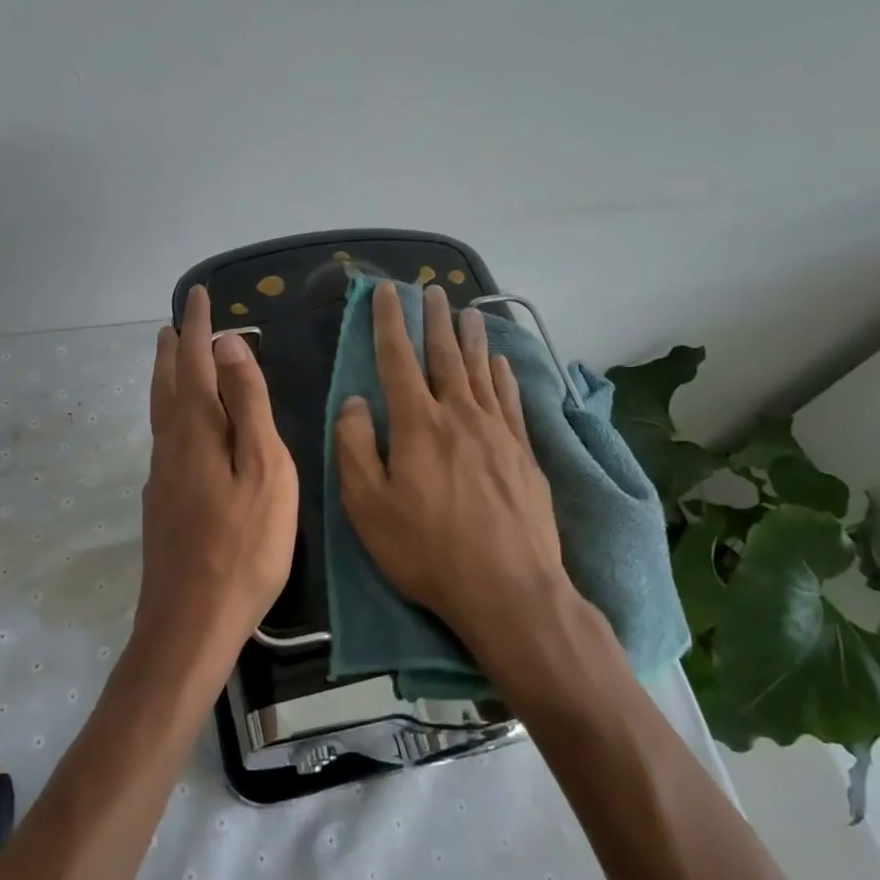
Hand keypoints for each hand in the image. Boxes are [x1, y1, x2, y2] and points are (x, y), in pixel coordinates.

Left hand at [137, 286, 298, 672]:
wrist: (190, 623)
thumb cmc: (243, 545)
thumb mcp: (263, 469)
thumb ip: (247, 405)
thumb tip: (228, 345)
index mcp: (196, 430)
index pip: (196, 363)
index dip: (200, 328)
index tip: (200, 296)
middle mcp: (171, 446)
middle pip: (168, 385)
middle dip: (174, 350)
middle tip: (177, 323)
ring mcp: (161, 477)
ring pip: (161, 413)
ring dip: (166, 379)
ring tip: (171, 360)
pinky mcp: (161, 504)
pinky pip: (164, 438)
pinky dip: (171, 413)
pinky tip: (179, 428)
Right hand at [335, 283, 588, 679]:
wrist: (508, 588)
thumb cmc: (427, 550)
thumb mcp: (368, 506)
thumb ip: (356, 447)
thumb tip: (354, 401)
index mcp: (418, 424)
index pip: (397, 359)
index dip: (389, 322)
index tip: (385, 291)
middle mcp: (459, 415)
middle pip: (445, 356)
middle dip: (435, 320)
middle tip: (432, 290)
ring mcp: (497, 432)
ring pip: (481, 372)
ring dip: (472, 339)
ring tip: (469, 312)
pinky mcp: (524, 454)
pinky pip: (511, 401)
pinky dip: (504, 376)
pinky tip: (502, 364)